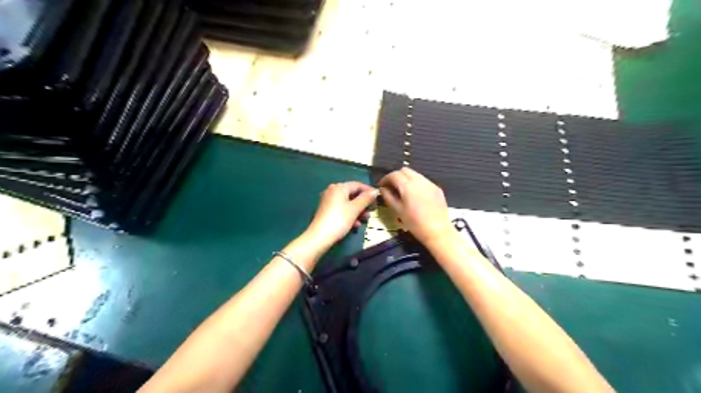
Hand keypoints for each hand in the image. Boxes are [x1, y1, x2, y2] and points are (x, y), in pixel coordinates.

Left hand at [306, 181, 377, 247]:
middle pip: (352, 194)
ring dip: (357, 211)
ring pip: (348, 203)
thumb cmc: (339, 220)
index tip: (378, 198)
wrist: (320, 237)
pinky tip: (354, 225)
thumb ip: (366, 198)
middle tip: (371, 211)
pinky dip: (349, 215)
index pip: (358, 185)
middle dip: (363, 203)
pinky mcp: (326, 211)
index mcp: (339, 187)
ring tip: (364, 220)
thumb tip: (375, 190)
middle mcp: (332, 191)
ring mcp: (328, 201)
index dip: (369, 191)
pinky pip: (341, 209)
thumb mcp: (355, 209)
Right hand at [378, 166, 453, 243]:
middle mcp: (419, 181)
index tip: (381, 186)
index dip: (385, 179)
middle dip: (396, 176)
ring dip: (406, 179)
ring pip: (415, 174)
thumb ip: (388, 197)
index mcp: (408, 186)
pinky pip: (423, 181)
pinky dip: (416, 184)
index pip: (394, 175)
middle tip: (391, 187)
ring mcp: (430, 183)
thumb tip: (382, 189)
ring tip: (403, 191)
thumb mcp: (397, 211)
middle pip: (405, 170)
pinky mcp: (437, 189)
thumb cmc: (415, 223)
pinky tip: (415, 196)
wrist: (437, 231)